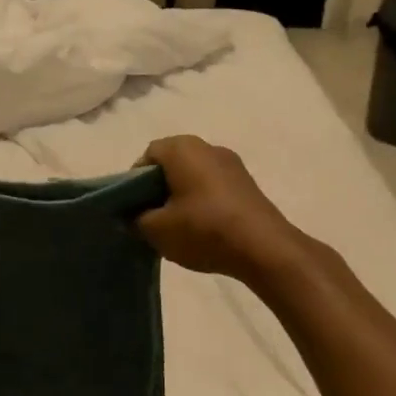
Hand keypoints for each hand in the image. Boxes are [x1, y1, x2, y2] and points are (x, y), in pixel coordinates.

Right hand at [134, 136, 306, 283]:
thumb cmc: (203, 229)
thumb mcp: (156, 230)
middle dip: (158, 189)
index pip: (147, 156)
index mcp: (182, 148)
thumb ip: (135, 219)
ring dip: (181, 196)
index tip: (133, 208)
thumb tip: (131, 216)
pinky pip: (214, 187)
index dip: (134, 182)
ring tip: (177, 227)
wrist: (264, 248)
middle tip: (151, 218)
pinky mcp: (247, 184)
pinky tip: (202, 229)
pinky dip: (202, 202)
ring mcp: (232, 164)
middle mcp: (208, 147)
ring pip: (194, 176)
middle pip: (172, 164)